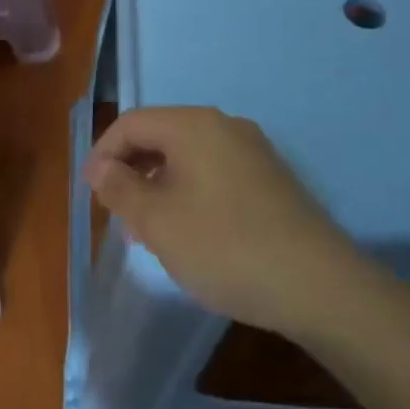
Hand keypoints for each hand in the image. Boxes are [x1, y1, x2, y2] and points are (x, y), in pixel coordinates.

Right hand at [84, 106, 355, 336]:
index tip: (90, 192)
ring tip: (148, 228)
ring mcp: (253, 151)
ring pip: (188, 156)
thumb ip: (120, 189)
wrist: (319, 286)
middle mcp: (224, 126)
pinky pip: (214, 172)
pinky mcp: (271, 179)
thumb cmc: (224, 247)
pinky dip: (189, 191)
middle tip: (116, 212)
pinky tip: (190, 231)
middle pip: (161, 135)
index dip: (103, 153)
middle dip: (131, 170)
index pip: (131, 123)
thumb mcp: (157, 222)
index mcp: (193, 125)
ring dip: (159, 183)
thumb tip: (101, 167)